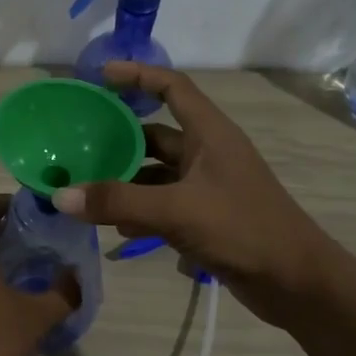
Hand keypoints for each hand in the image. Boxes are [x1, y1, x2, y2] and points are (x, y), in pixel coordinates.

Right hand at [54, 62, 335, 326]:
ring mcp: (207, 185)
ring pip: (155, 172)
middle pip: (156, 132)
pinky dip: (138, 209)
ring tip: (84, 186)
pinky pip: (162, 202)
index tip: (100, 76)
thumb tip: (60, 195)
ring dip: (124, 179)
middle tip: (78, 141)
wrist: (295, 281)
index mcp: (209, 133)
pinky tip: (113, 226)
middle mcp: (207, 153)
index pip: (172, 87)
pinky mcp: (205, 216)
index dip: (138, 74)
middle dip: (118, 136)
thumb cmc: (242, 229)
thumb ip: (118, 202)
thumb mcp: (176, 211)